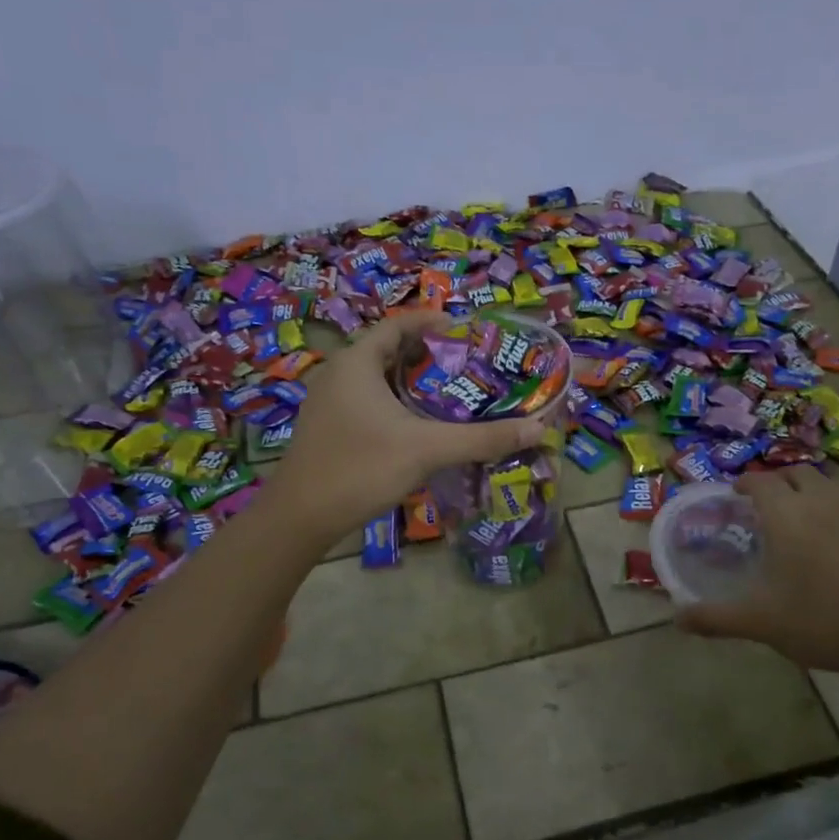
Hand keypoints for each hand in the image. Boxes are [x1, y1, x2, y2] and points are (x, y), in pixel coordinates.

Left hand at [264, 312, 547, 545]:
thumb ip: (482, 438)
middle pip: (390, 350)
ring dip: (413, 382)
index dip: (434, 322)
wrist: (300, 517)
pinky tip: (420, 427)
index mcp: (357, 362)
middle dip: (430, 355)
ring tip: (453, 394)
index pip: (399, 324)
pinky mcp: (328, 427)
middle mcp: (339, 373)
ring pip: (379, 379)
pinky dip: (396, 404)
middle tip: (469, 366)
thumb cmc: (361, 468)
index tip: (469, 331)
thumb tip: (538, 428)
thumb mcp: (427, 450)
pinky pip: (368, 402)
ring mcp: (329, 402)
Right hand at [677, 465, 838, 683]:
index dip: (744, 484)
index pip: (760, 481)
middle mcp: (820, 503)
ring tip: (795, 518)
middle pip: (796, 473)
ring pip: (826, 484)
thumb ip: (715, 618)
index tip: (734, 495)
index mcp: (786, 515)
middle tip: (762, 506)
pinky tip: (830, 542)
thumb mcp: (760, 622)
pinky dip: (832, 508)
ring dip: (806, 490)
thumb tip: (677, 620)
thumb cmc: (821, 621)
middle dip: (776, 481)